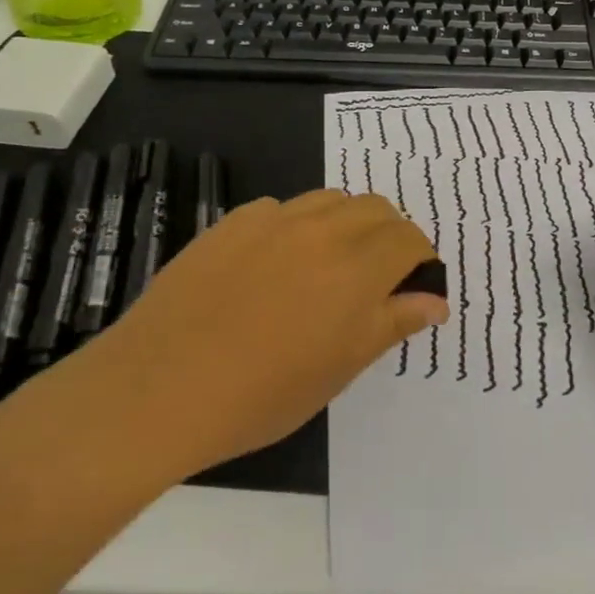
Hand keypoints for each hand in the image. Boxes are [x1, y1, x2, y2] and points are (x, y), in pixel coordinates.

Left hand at [78, 190, 446, 475]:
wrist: (158, 389)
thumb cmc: (262, 393)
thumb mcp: (340, 368)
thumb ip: (393, 323)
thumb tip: (436, 302)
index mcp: (357, 269)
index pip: (409, 239)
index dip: (421, 259)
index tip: (415, 286)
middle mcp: (321, 231)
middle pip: (375, 208)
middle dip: (390, 235)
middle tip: (378, 277)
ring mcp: (272, 221)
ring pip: (330, 199)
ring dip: (347, 223)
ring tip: (331, 264)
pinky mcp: (230, 223)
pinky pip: (280, 209)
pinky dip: (297, 226)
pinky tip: (276, 264)